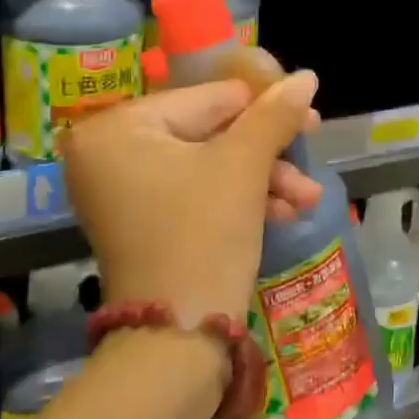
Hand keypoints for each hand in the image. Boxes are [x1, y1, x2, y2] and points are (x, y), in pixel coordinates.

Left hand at [61, 75, 321, 328]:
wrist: (175, 342)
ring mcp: (121, 192)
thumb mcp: (244, 166)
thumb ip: (274, 114)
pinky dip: (236, 200)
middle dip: (266, 153)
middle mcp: (107, 154)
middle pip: (208, 134)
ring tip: (306, 199)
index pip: (206, 98)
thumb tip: (307, 77)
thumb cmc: (203, 235)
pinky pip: (194, 194)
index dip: (263, 106)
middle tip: (310, 155)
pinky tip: (283, 213)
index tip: (308, 114)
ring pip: (207, 167)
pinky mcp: (141, 223)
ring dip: (260, 179)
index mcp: (117, 128)